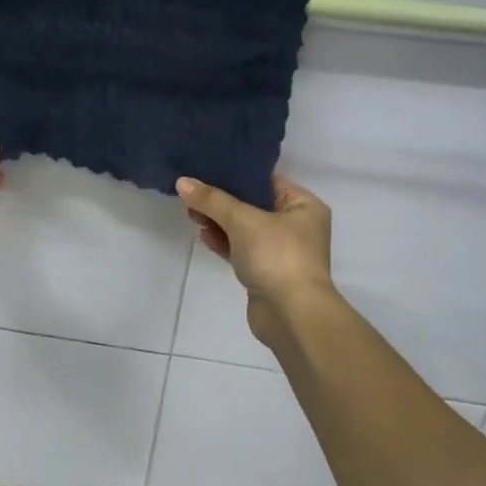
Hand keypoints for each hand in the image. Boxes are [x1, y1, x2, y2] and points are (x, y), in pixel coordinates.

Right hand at [176, 174, 335, 347]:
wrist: (291, 314)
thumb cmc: (276, 255)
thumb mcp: (242, 220)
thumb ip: (211, 200)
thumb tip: (182, 182)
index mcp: (304, 206)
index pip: (266, 181)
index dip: (235, 176)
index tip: (205, 170)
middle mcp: (297, 226)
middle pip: (253, 205)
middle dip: (222, 202)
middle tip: (192, 195)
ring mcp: (282, 252)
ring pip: (245, 229)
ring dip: (220, 222)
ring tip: (191, 214)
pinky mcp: (267, 273)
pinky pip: (242, 250)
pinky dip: (224, 243)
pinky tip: (203, 236)